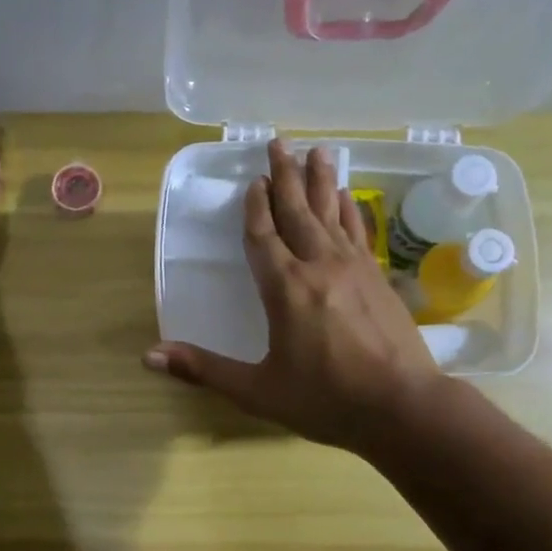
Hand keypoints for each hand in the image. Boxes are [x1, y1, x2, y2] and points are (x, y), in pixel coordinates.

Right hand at [145, 140, 448, 454]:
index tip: (253, 182)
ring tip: (317, 151)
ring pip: (331, 214)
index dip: (254, 209)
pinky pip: (358, 231)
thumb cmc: (325, 400)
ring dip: (320, 182)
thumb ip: (204, 369)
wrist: (403, 407)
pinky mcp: (378, 278)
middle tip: (279, 143)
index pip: (263, 237)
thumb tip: (149, 356)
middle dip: (285, 177)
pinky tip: (347, 196)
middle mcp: (318, 267)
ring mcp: (354, 268)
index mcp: (285, 289)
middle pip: (297, 212)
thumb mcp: (257, 390)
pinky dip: (349, 210)